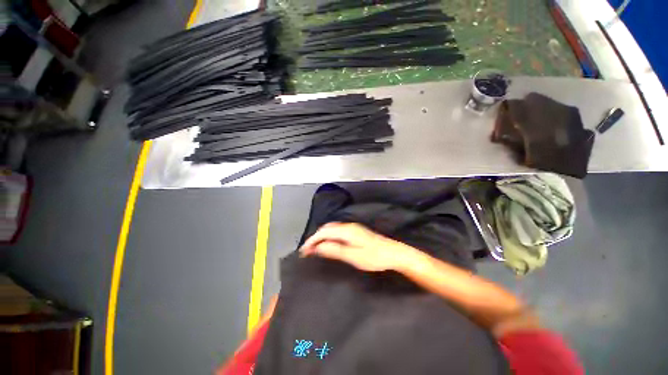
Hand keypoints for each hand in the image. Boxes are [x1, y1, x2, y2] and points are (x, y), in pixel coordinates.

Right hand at [299, 222, 414, 271]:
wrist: (393, 253)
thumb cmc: (374, 257)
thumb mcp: (354, 256)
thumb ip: (335, 250)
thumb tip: (318, 246)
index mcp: (346, 230)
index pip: (324, 232)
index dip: (312, 240)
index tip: (303, 251)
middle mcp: (348, 226)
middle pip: (327, 228)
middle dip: (315, 238)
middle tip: (307, 251)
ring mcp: (353, 227)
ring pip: (332, 229)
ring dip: (322, 237)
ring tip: (315, 248)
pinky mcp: (356, 231)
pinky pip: (337, 231)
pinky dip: (329, 236)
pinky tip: (329, 243)